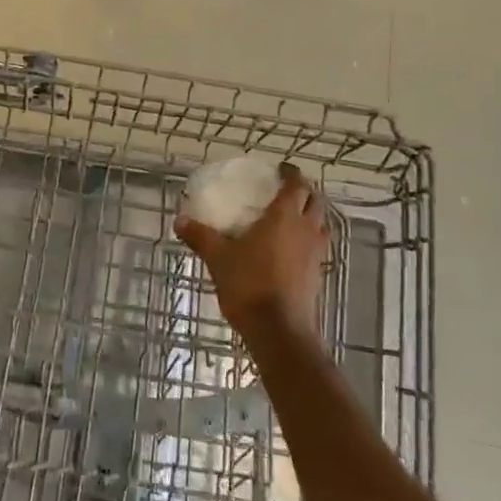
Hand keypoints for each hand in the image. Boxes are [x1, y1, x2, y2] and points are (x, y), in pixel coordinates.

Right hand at [176, 164, 326, 337]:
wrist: (279, 330)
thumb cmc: (249, 284)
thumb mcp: (218, 258)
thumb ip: (200, 236)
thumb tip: (180, 220)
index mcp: (284, 217)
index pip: (296, 185)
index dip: (290, 174)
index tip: (280, 169)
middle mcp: (305, 229)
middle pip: (315, 200)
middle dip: (304, 191)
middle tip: (286, 189)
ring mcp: (315, 252)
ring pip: (321, 223)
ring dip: (311, 213)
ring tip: (292, 215)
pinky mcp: (317, 273)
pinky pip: (318, 244)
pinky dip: (309, 237)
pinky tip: (292, 246)